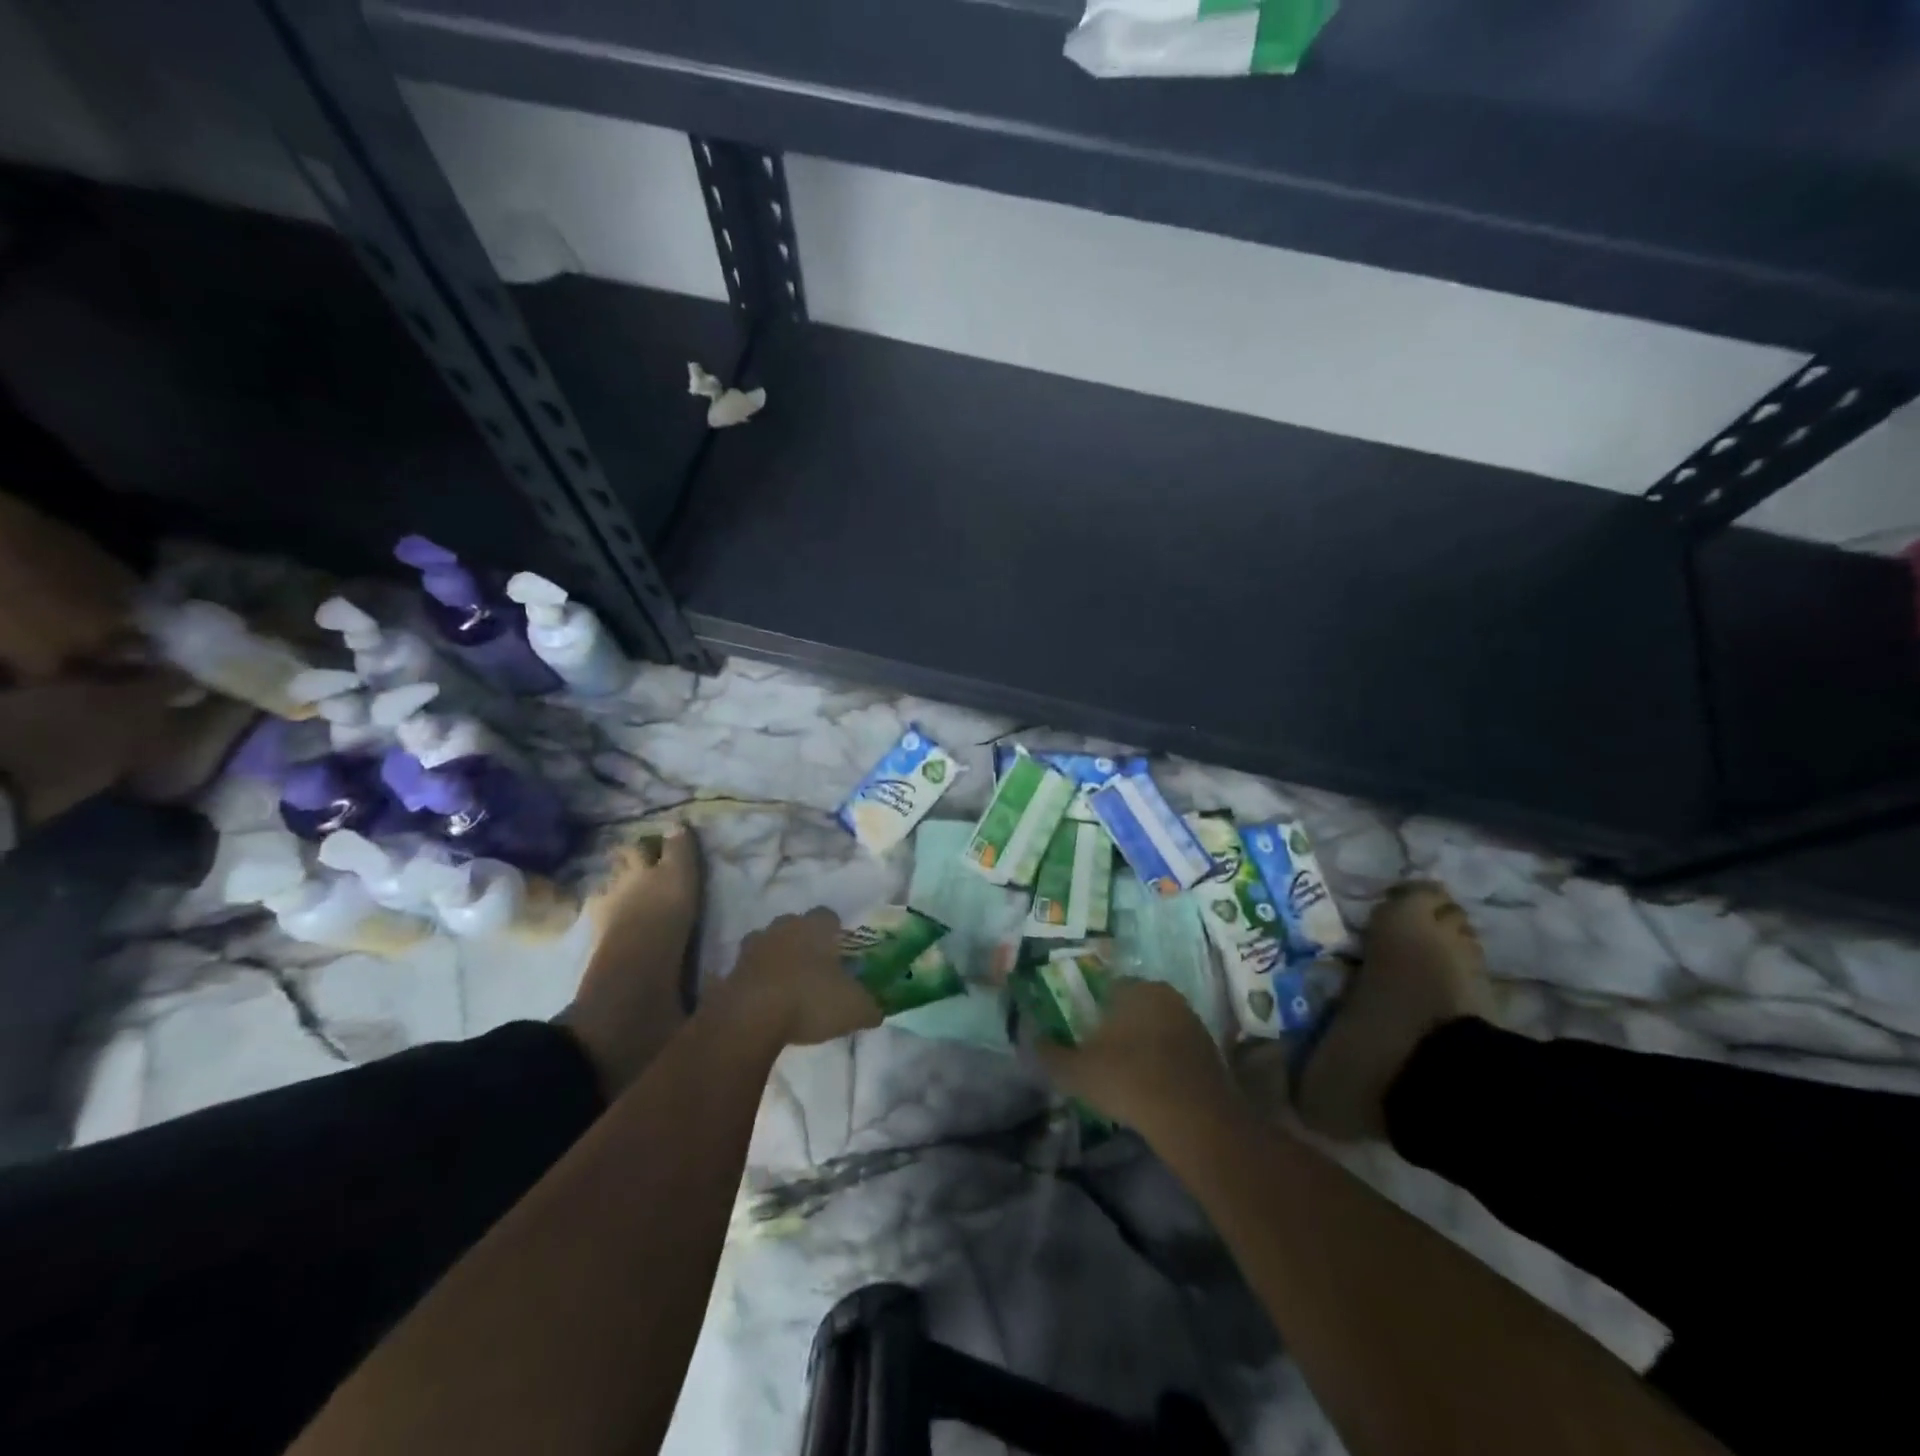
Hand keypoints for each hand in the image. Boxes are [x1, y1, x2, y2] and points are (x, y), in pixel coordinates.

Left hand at [717, 908, 882, 1047]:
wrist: (749, 1018)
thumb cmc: (809, 1000)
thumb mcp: (854, 1008)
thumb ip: (870, 1006)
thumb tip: (878, 1009)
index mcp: (814, 928)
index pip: (828, 915)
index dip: (836, 931)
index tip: (842, 950)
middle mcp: (782, 929)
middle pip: (794, 925)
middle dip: (803, 941)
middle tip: (814, 967)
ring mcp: (751, 949)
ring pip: (766, 944)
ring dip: (775, 959)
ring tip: (786, 985)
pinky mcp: (729, 973)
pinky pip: (745, 973)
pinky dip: (753, 983)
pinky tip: (762, 1002)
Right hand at [1034, 980, 1240, 1142]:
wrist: (1195, 1119)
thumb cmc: (1129, 1080)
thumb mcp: (1077, 1071)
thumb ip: (1051, 1053)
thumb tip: (1034, 1040)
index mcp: (1134, 988)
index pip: (1105, 988)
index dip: (1090, 1011)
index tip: (1082, 1036)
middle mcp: (1166, 995)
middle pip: (1133, 1006)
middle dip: (1118, 1027)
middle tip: (1101, 1056)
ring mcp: (1192, 1022)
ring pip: (1156, 1027)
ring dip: (1143, 1046)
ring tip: (1126, 1077)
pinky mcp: (1211, 1051)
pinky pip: (1176, 1050)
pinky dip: (1163, 1064)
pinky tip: (1152, 1089)